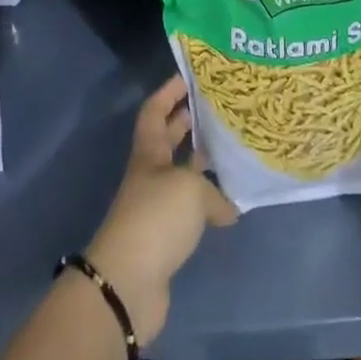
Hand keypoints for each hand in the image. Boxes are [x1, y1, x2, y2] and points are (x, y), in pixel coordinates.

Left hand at [86, 76, 238, 345]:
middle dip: (188, 121)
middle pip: (167, 139)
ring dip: (201, 162)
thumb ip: (214, 191)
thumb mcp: (190, 190)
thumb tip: (228, 208)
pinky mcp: (165, 237)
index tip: (189, 76)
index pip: (154, 111)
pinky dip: (208, 203)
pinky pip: (190, 208)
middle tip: (217, 107)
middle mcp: (150, 174)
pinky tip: (231, 204)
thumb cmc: (156, 218)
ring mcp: (156, 206)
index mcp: (149, 153)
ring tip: (231, 149)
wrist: (128, 283)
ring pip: (181, 173)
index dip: (168, 92)